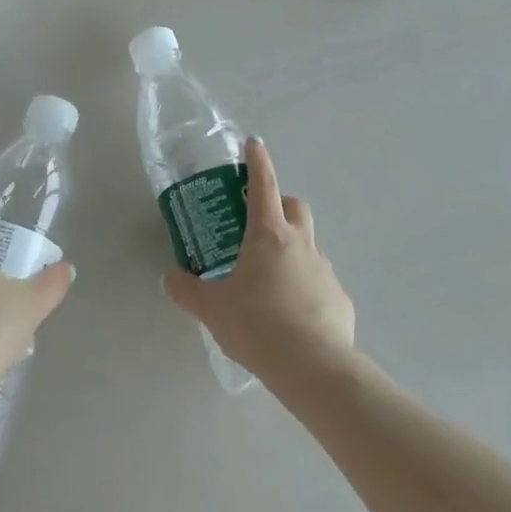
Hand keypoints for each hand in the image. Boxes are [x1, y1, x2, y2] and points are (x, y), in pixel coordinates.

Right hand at [163, 138, 356, 393]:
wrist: (313, 367)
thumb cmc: (257, 325)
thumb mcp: (212, 309)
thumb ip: (188, 290)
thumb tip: (172, 278)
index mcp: (268, 236)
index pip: (263, 185)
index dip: (257, 162)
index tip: (253, 144)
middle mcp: (300, 244)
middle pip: (295, 207)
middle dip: (279, 205)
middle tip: (258, 224)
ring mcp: (324, 270)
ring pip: (308, 245)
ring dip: (291, 249)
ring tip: (268, 280)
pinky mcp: (339, 298)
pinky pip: (319, 282)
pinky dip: (305, 286)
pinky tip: (291, 315)